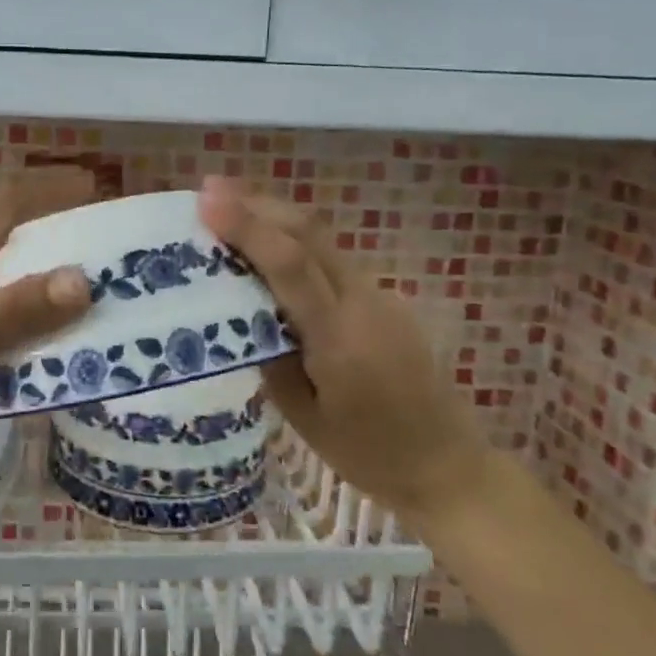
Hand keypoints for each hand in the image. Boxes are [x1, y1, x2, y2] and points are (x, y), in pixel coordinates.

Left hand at [0, 168, 95, 432]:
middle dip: (52, 228)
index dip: (52, 186)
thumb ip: (13, 310)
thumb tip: (84, 281)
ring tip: (70, 296)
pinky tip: (13, 337)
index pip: (11, 200)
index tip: (94, 186)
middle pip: (6, 229)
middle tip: (98, 250)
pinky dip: (4, 304)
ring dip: (30, 269)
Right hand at [197, 177, 484, 519]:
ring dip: (275, 219)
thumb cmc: (368, 455)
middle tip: (210, 190)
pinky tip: (269, 253)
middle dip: (258, 205)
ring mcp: (381, 298)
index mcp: (340, 339)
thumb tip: (239, 314)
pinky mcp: (385, 301)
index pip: (290, 265)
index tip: (207, 201)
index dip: (247, 227)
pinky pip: (333, 263)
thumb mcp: (304, 417)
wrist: (447, 465)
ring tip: (230, 210)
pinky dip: (295, 246)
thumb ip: (271, 357)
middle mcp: (364, 304)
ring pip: (322, 242)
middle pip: (309, 234)